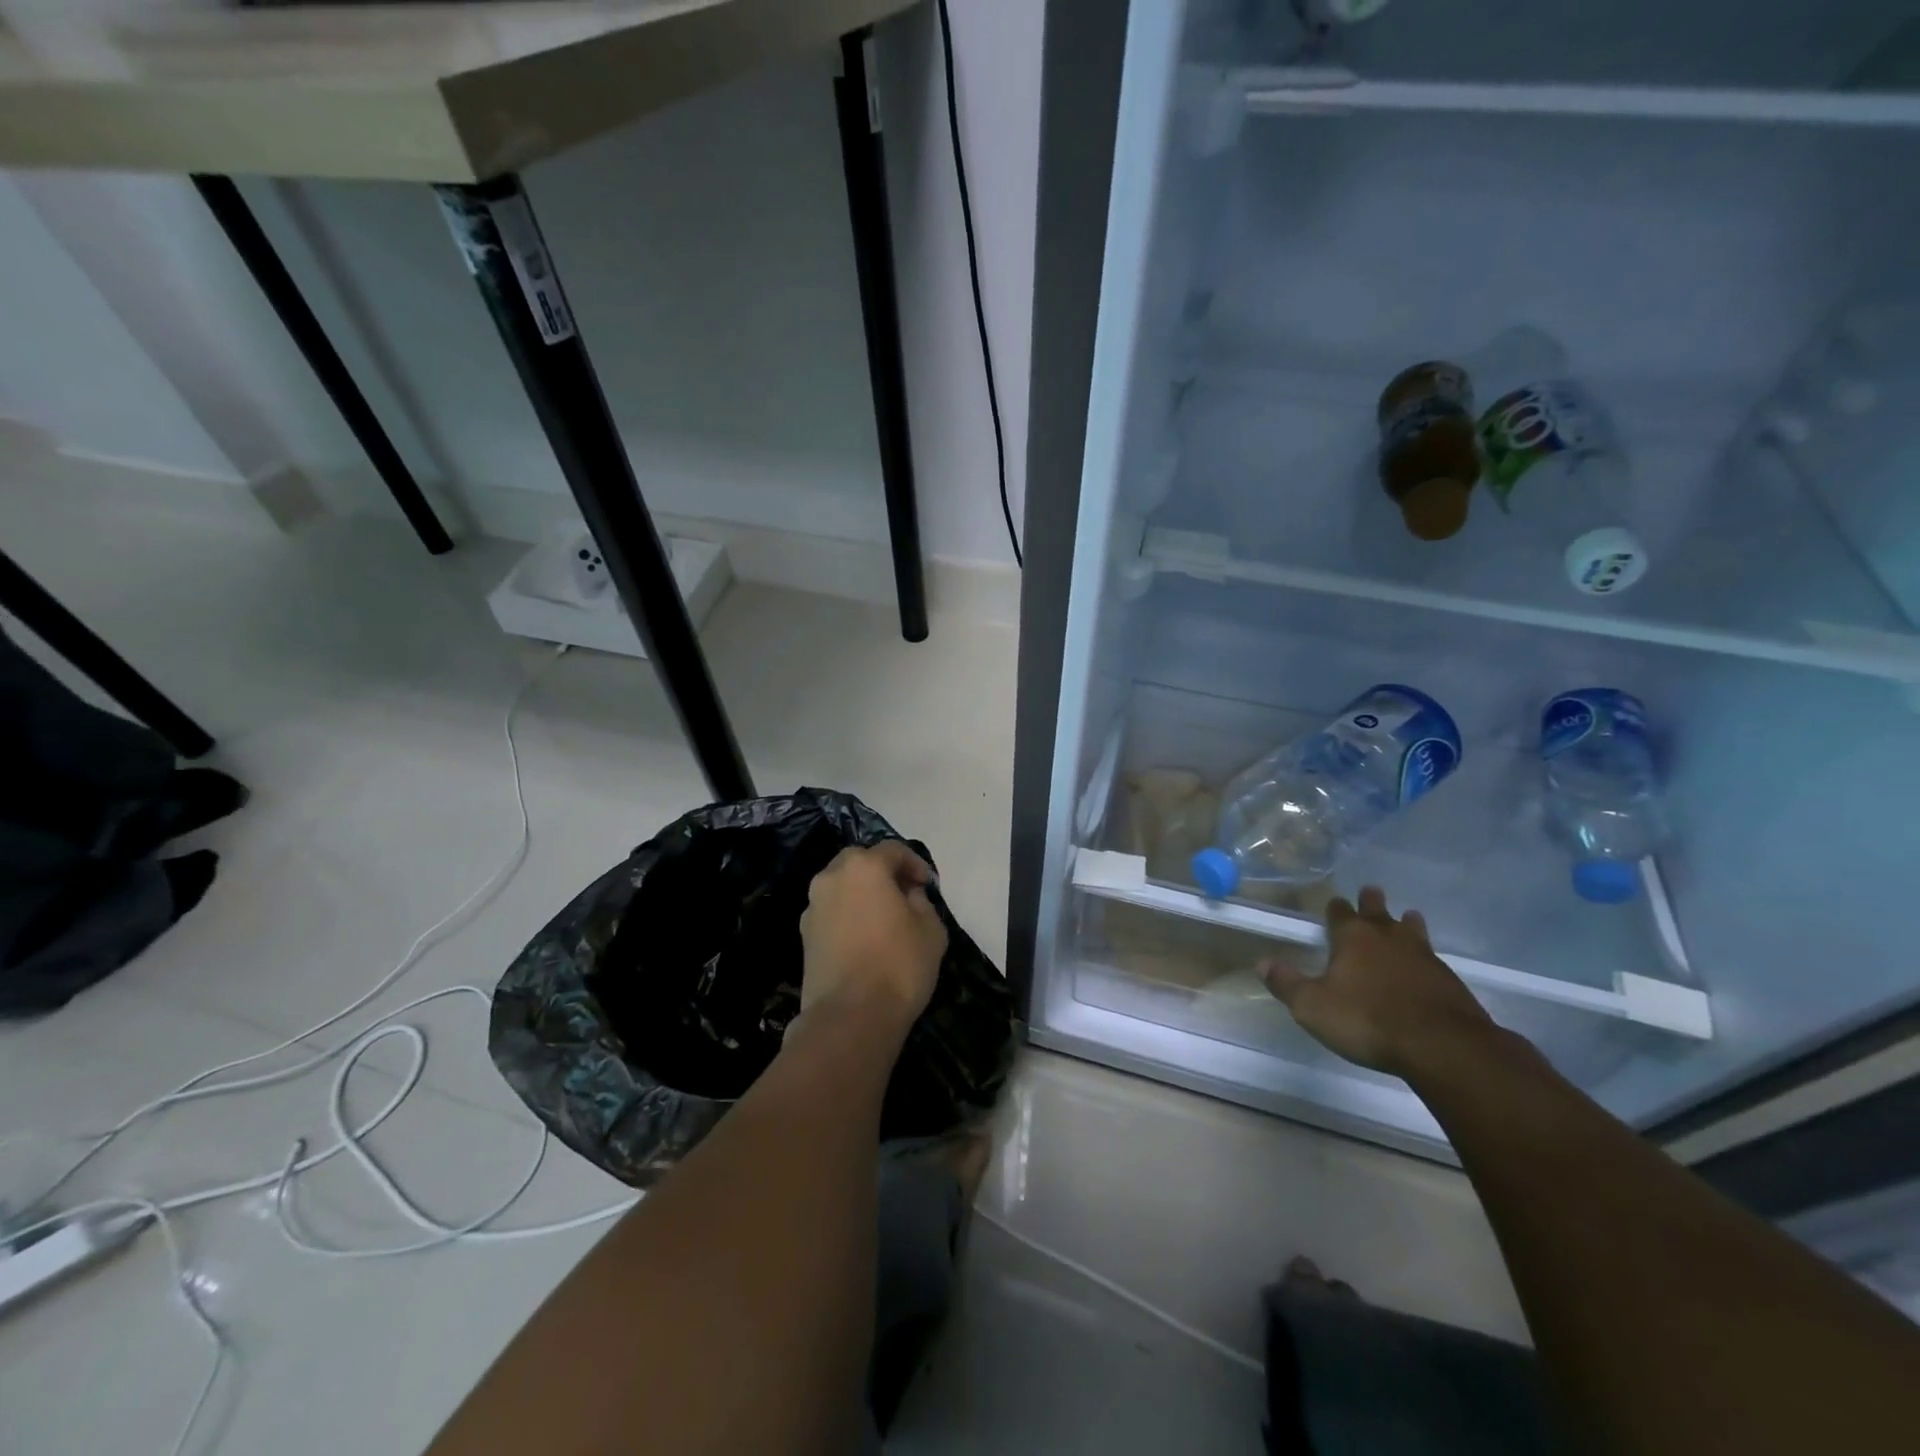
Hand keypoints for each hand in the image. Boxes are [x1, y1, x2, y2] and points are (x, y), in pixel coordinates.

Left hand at [799, 841, 946, 1029]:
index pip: (893, 850)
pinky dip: (847, 916)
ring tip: (883, 919)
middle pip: (860, 862)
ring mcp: (813, 907)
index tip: (927, 885)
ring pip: (841, 887)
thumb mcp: (931, 929)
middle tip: (904, 895)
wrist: (850, 1017)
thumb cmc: (899, 965)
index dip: (914, 864)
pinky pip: (831, 912)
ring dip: (861, 894)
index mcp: (864, 867)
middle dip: (882, 872)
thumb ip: (922, 902)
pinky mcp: (803, 936)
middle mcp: (831, 878)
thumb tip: (907, 895)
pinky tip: (864, 940)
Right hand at [1262, 886, 1492, 1078]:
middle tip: (1371, 891)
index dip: (1335, 908)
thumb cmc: (1367, 1020)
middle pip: (1378, 911)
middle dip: (1372, 902)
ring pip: (1412, 930)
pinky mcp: (1449, 981)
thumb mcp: (1312, 1007)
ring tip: (1407, 917)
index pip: (1340, 912)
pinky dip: (1425, 957)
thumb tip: (1261, 962)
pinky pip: (1432, 958)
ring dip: (1406, 923)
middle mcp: (1387, 938)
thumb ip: (1287, 984)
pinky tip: (1425, 965)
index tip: (1334, 903)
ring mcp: (1423, 957)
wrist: (1442, 1046)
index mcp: (1353, 938)